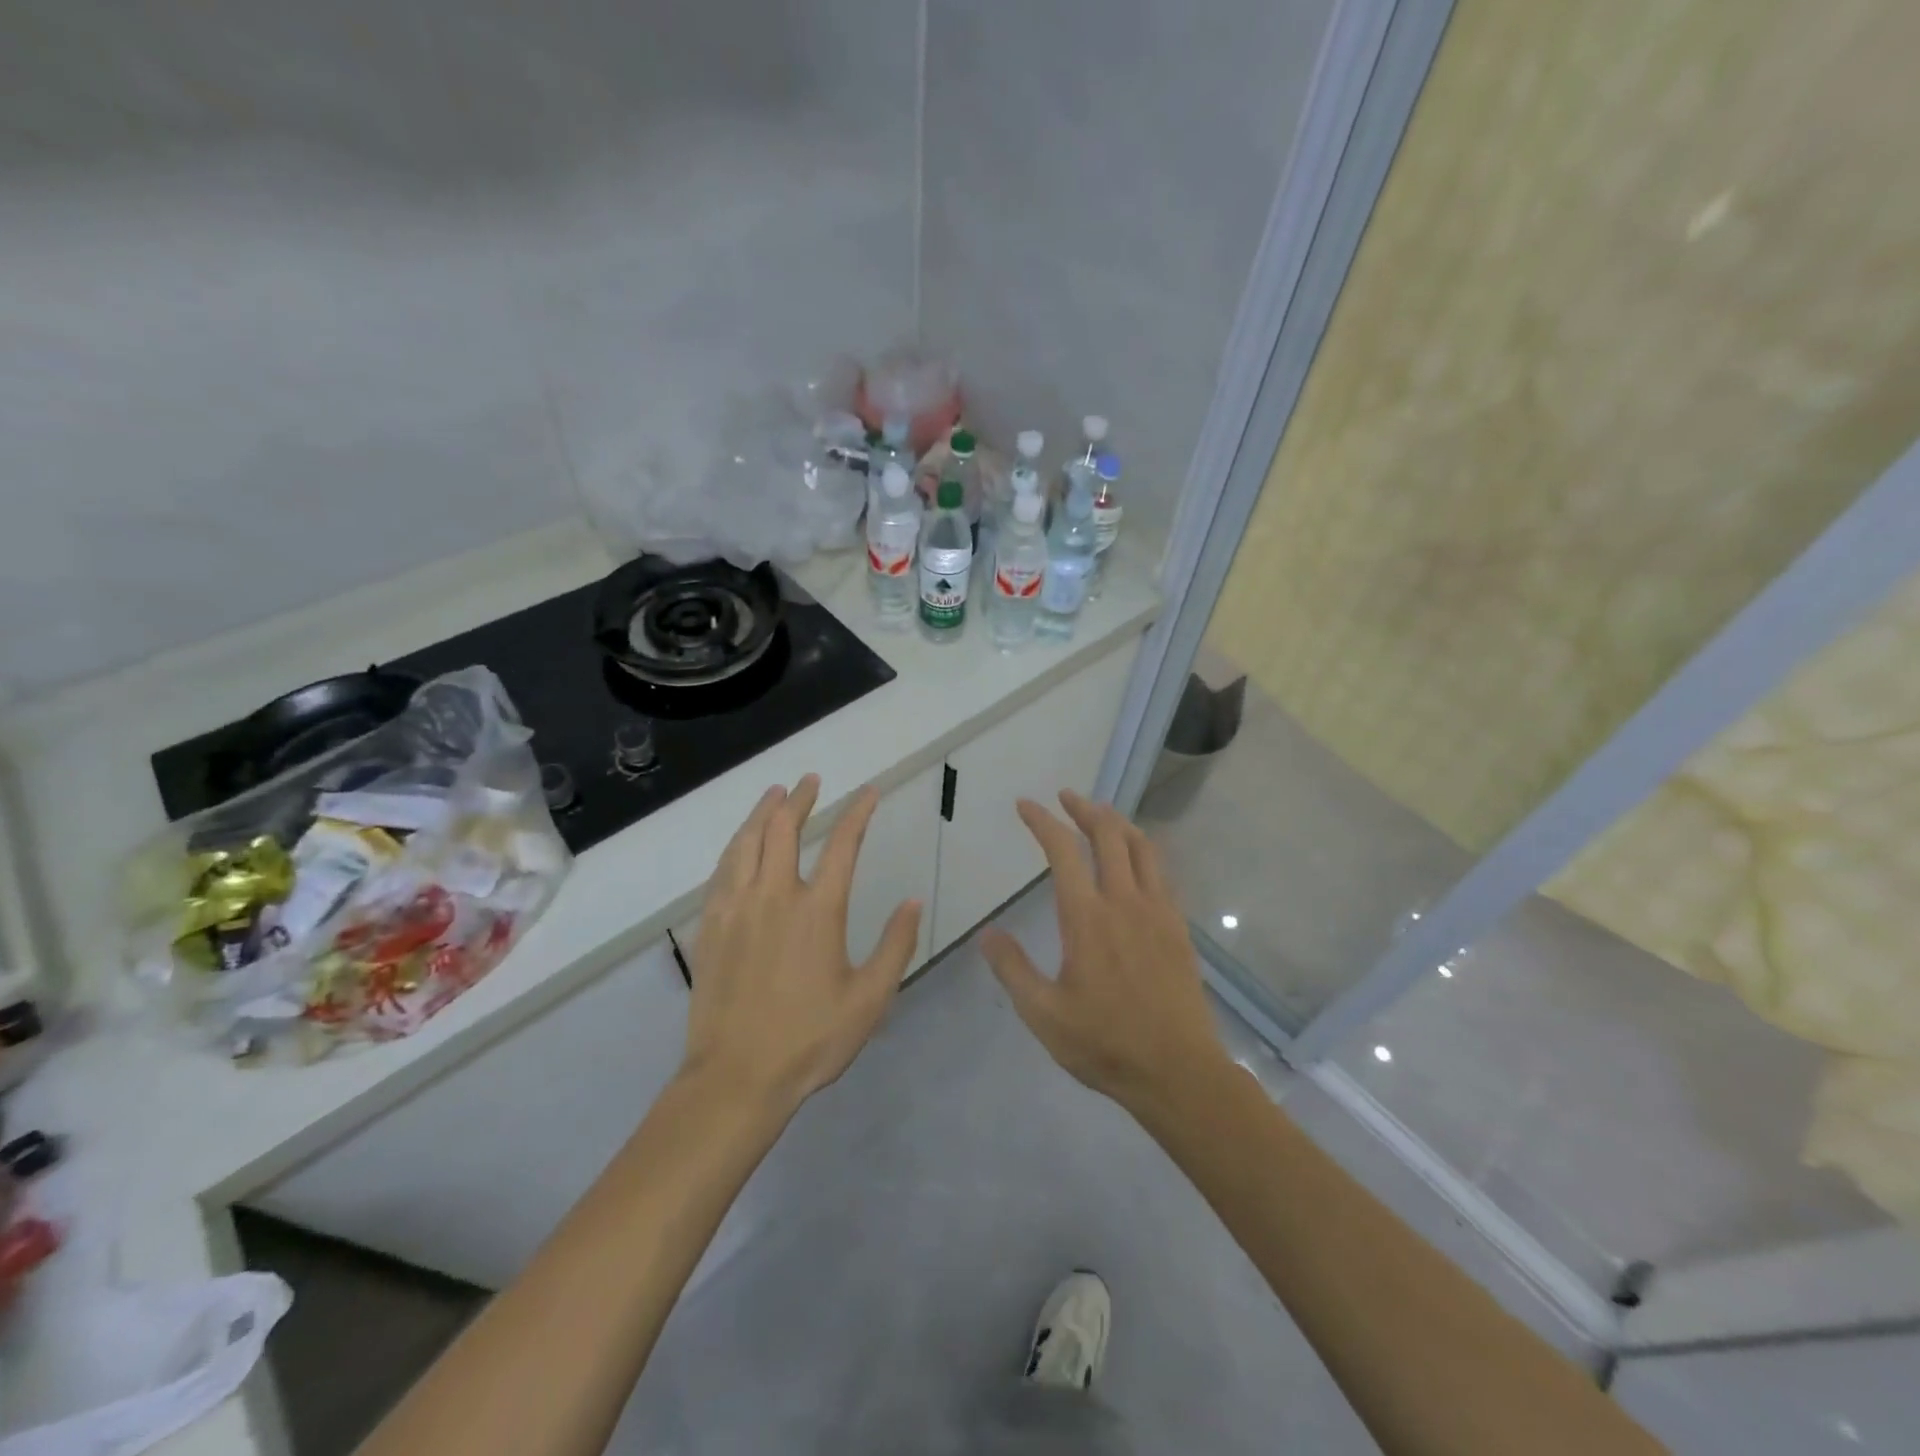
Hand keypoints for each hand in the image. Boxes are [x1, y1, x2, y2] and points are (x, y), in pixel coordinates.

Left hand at [684, 774, 921, 1114]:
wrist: (737, 1077)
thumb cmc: (810, 1040)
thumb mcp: (870, 999)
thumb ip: (895, 946)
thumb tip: (914, 901)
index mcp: (818, 910)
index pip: (843, 845)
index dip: (857, 813)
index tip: (868, 793)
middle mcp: (775, 896)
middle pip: (784, 830)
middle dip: (800, 799)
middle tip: (810, 781)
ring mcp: (736, 908)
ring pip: (746, 842)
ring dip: (762, 812)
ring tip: (774, 794)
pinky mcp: (711, 926)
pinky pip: (721, 871)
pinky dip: (735, 846)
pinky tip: (739, 845)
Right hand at [981, 790, 1226, 1117]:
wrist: (1178, 1071)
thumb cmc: (1105, 1044)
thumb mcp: (1044, 1014)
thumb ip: (1013, 969)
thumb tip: (987, 934)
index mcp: (1087, 918)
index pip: (1063, 852)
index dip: (1042, 822)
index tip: (1026, 805)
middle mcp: (1125, 902)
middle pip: (1108, 835)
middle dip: (1084, 809)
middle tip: (1065, 797)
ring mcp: (1158, 911)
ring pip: (1141, 847)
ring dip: (1118, 822)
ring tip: (1101, 814)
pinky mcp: (1178, 927)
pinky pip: (1162, 871)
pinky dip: (1144, 849)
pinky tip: (1136, 859)